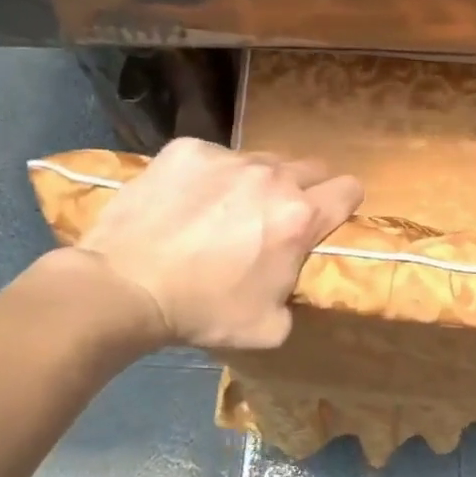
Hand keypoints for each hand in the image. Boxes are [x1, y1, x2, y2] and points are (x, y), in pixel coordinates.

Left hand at [76, 138, 362, 349]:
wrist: (125, 287)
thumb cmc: (203, 311)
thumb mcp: (270, 327)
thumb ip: (295, 294)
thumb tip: (290, 281)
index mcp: (300, 217)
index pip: (350, 189)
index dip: (344, 204)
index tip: (328, 219)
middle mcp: (272, 177)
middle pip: (310, 168)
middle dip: (304, 190)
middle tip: (276, 218)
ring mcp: (227, 157)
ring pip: (261, 160)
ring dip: (256, 182)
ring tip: (224, 210)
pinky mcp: (186, 149)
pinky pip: (214, 156)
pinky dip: (209, 176)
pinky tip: (186, 202)